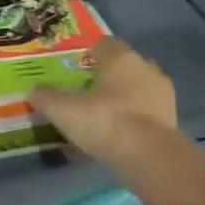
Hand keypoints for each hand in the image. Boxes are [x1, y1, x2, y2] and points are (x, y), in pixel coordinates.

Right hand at [29, 37, 175, 165]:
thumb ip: (45, 97)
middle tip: (82, 93)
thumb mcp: (63, 109)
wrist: (151, 160)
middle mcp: (147, 72)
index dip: (87, 53)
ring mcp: (162, 100)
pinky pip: (140, 120)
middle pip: (121, 69)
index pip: (104, 44)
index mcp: (123, 59)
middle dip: (104, 79)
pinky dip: (125, 127)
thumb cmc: (106, 121)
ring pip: (132, 96)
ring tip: (93, 122)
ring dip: (115, 105)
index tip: (72, 68)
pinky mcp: (169, 126)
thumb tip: (34, 90)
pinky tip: (106, 143)